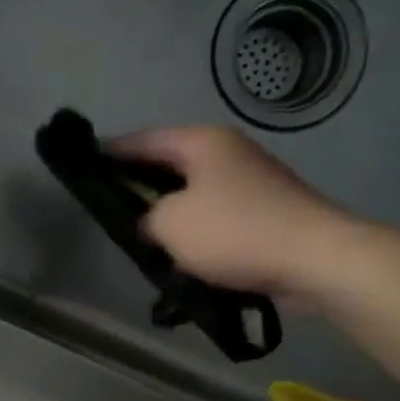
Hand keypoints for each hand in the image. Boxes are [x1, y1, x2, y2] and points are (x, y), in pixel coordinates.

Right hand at [111, 125, 353, 298]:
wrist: (315, 260)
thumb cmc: (234, 231)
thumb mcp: (169, 224)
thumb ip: (144, 218)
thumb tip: (150, 224)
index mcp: (202, 143)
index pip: (142, 140)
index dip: (110, 152)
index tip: (85, 164)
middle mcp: (227, 153)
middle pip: (168, 165)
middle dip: (138, 186)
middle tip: (107, 205)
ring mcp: (249, 182)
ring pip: (192, 194)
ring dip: (167, 215)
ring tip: (139, 237)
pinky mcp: (264, 213)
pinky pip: (215, 218)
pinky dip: (194, 233)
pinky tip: (179, 256)